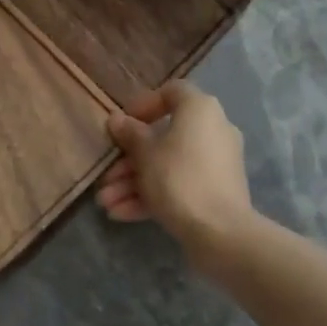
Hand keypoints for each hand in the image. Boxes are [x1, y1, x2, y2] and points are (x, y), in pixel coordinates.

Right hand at [95, 81, 254, 260]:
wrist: (221, 233)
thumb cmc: (178, 178)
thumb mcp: (145, 153)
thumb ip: (129, 134)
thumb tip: (117, 119)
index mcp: (200, 109)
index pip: (171, 92)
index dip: (144, 104)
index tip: (123, 124)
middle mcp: (213, 130)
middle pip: (164, 136)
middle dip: (130, 159)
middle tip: (106, 175)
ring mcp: (216, 163)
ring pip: (169, 165)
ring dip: (135, 182)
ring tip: (106, 203)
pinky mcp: (217, 191)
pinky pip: (181, 184)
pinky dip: (154, 195)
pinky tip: (121, 214)